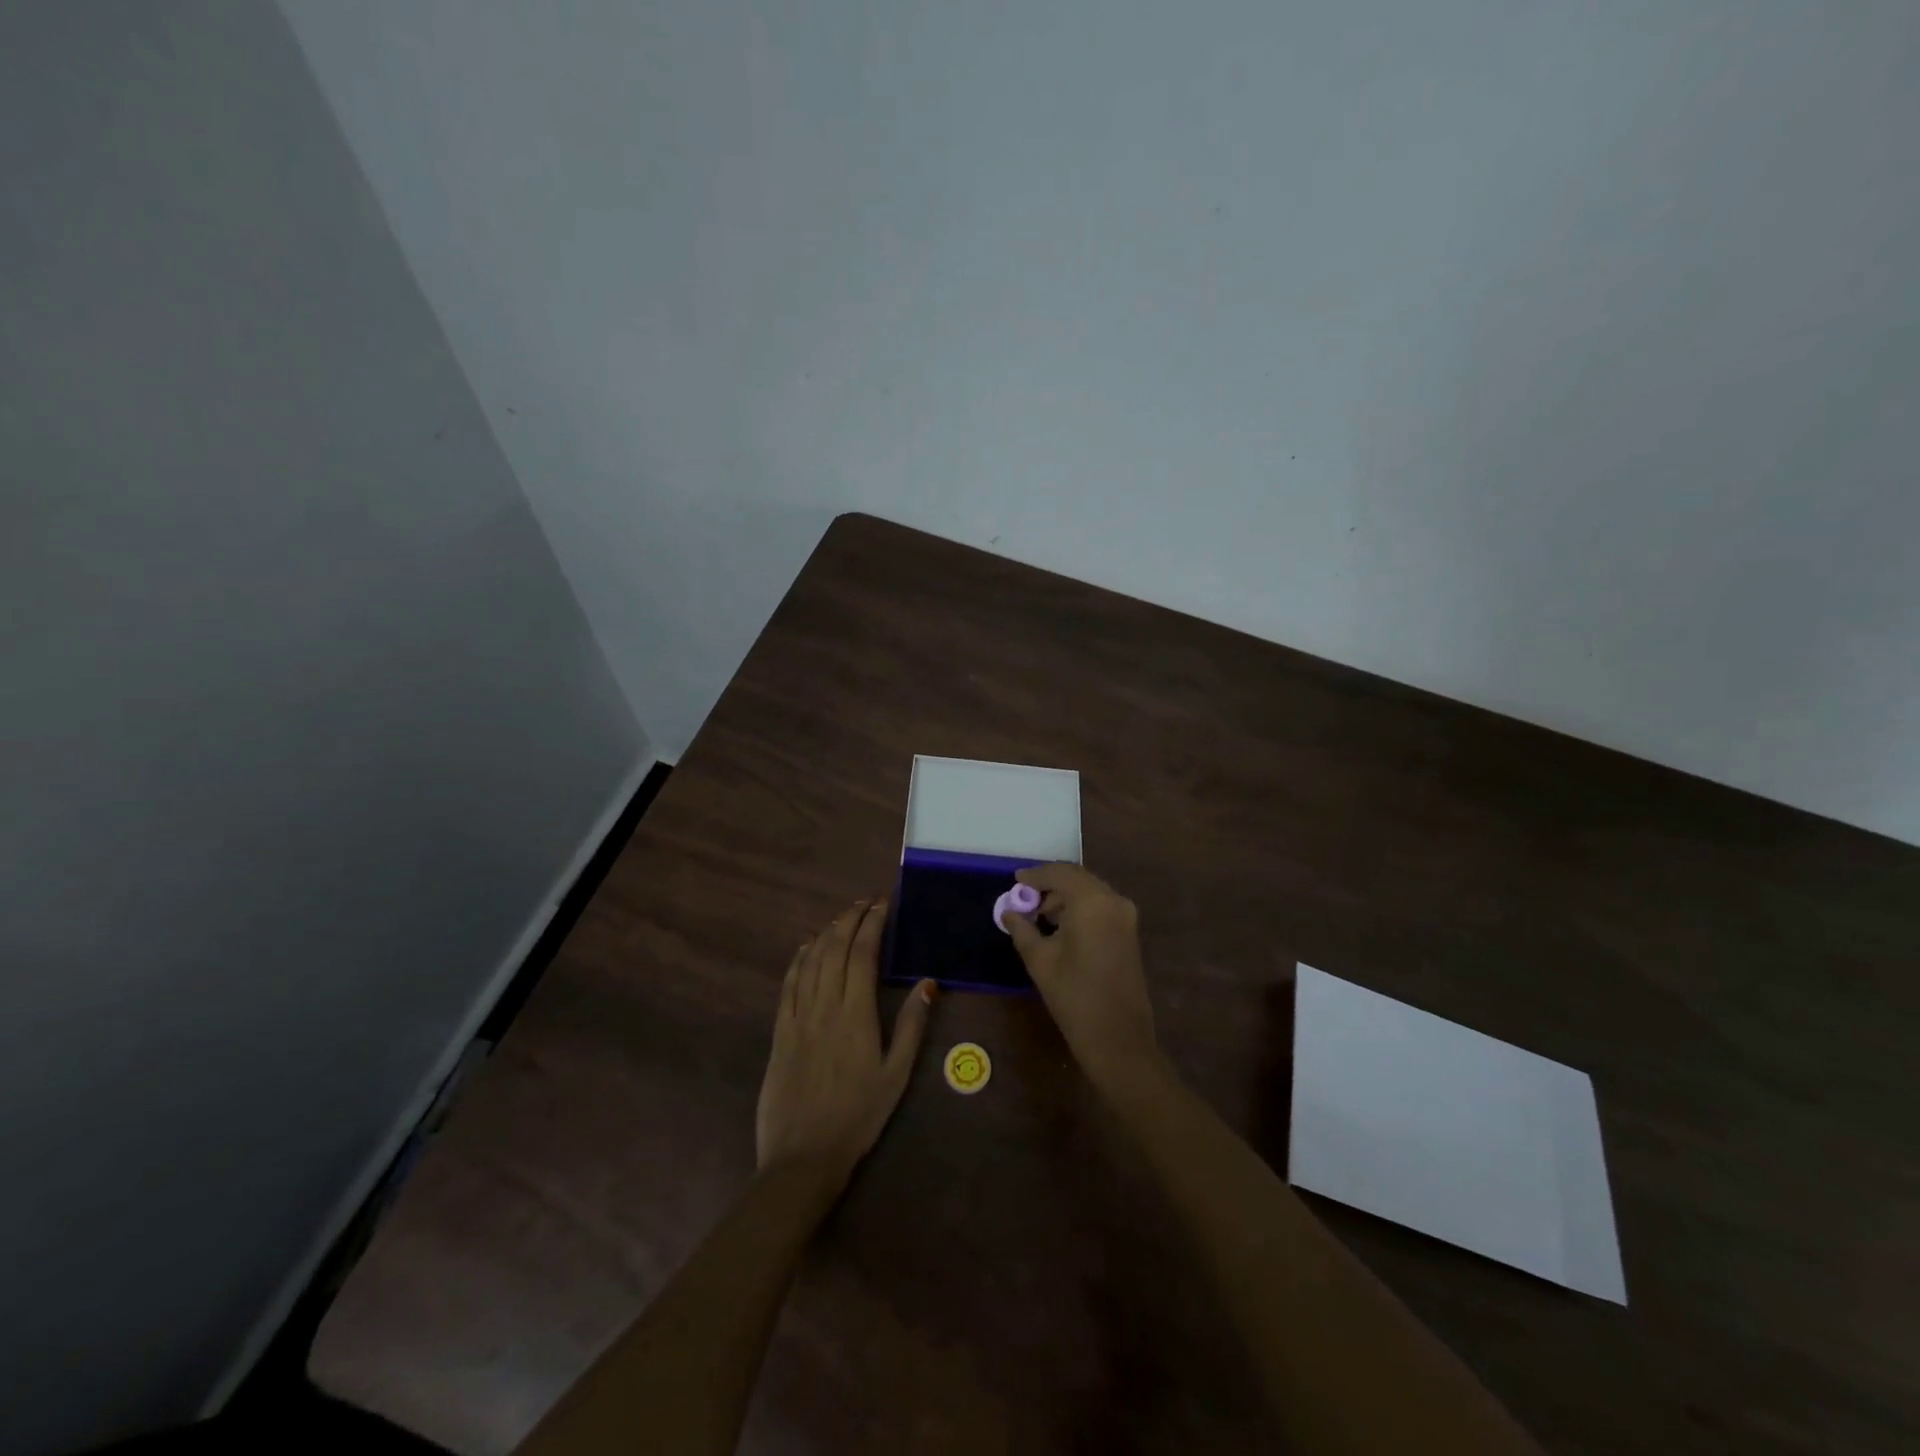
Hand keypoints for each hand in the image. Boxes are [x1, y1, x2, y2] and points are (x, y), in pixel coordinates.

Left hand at [755, 899, 934, 1179]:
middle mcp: (825, 1005)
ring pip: (811, 960)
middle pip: (835, 949)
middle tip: (864, 903)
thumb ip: (912, 1026)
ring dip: (826, 932)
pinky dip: (799, 959)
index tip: (882, 904)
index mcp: (856, 1014)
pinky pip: (788, 984)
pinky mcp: (780, 1031)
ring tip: (841, 917)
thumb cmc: (858, 1116)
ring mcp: (798, 1016)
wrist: (803, 1156)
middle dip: (850, 919)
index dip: (872, 924)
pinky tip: (807, 947)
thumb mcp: (896, 1075)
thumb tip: (928, 983)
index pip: (863, 954)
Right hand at [1005, 865, 1161, 1092]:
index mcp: (1092, 902)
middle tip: (1024, 897)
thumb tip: (1008, 912)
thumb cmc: (1074, 997)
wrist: (1118, 1039)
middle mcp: (1113, 900)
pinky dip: (1079, 908)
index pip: (1060, 874)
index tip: (1015, 880)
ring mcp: (1125, 916)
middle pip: (1077, 879)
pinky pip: (1100, 907)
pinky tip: (1060, 926)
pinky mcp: (1129, 932)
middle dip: (1050, 884)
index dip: (1035, 875)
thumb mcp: (1040, 960)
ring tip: (1038, 915)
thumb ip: (1022, 929)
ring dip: (1065, 897)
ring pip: (1090, 892)